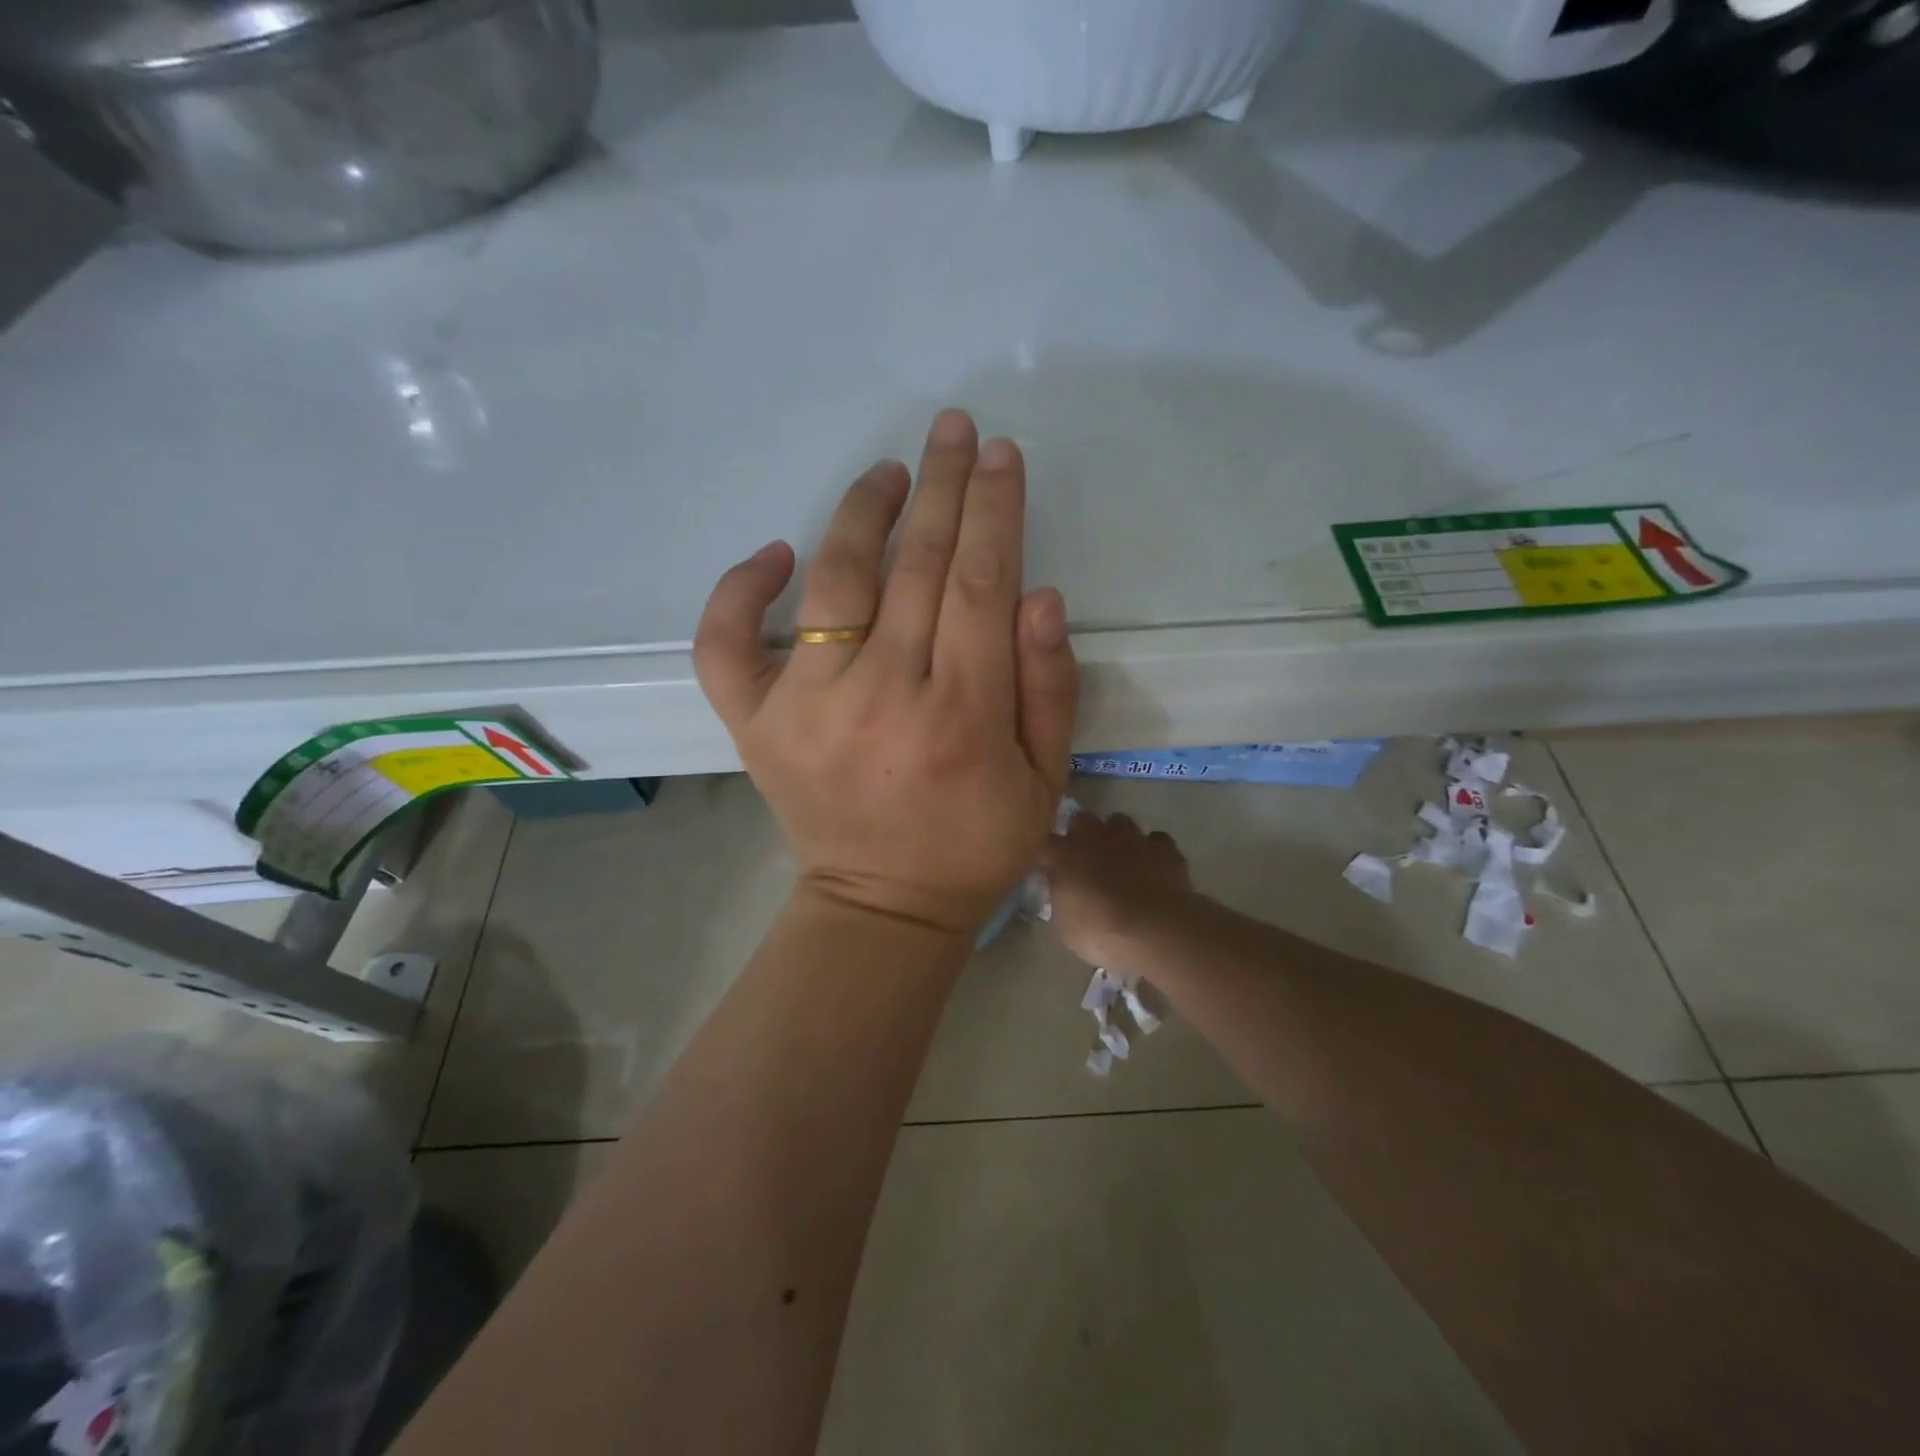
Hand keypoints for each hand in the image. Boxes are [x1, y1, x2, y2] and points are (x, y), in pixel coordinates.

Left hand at [694, 410, 1079, 937]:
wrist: (882, 905)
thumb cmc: (976, 844)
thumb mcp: (1045, 778)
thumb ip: (1049, 686)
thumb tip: (1039, 593)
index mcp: (961, 716)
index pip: (979, 583)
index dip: (992, 510)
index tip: (998, 454)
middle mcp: (880, 697)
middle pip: (913, 566)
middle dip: (940, 486)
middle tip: (952, 429)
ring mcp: (805, 708)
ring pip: (833, 582)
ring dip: (862, 513)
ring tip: (889, 472)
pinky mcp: (755, 724)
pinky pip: (726, 643)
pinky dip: (739, 590)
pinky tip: (775, 553)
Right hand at [1042, 812, 1196, 969]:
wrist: (1155, 930)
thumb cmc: (1100, 933)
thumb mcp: (1066, 925)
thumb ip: (1063, 900)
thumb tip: (1064, 892)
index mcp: (1064, 855)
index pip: (1047, 842)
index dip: (1050, 853)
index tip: (1050, 865)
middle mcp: (1095, 837)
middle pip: (1082, 819)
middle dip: (1082, 831)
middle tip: (1085, 855)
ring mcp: (1131, 839)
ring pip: (1120, 822)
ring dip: (1117, 835)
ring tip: (1121, 856)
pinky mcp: (1164, 848)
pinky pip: (1156, 840)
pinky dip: (1152, 850)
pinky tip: (1153, 865)